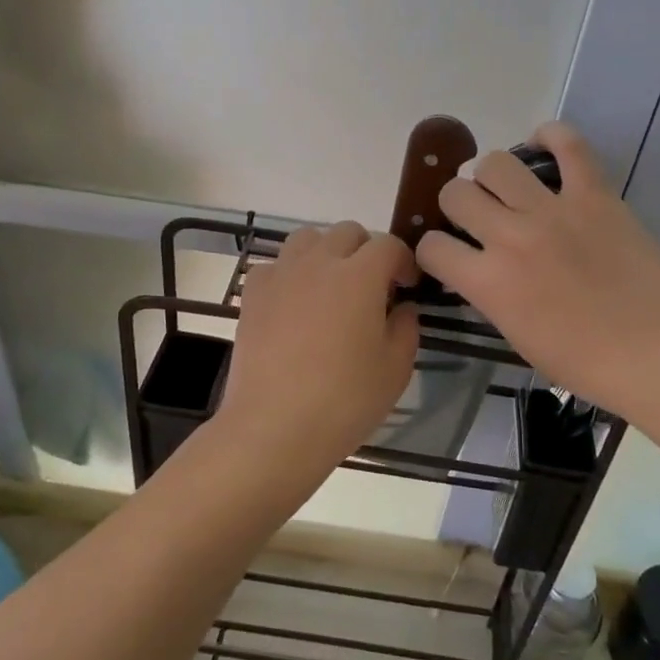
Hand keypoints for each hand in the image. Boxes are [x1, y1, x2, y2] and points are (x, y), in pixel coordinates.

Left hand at [216, 222, 420, 483]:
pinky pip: (276, 264)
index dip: (403, 261)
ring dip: (327, 253)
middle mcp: (319, 262)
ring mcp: (282, 274)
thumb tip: (402, 307)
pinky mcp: (253, 293)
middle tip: (372, 288)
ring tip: (332, 288)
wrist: (273, 427)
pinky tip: (295, 304)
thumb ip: (406, 328)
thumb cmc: (344, 400)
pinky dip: (290, 273)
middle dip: (366, 251)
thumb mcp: (396, 369)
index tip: (407, 287)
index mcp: (360, 275)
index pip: (388, 245)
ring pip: (308, 238)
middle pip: (348, 232)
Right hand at [414, 122, 659, 422]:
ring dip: (491, 176)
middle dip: (458, 205)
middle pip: (455, 193)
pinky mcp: (594, 195)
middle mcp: (510, 237)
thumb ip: (489, 293)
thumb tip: (479, 267)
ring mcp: (552, 211)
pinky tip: (543, 145)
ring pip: (496, 163)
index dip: (433, 250)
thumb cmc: (583, 362)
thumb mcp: (515, 335)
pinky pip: (568, 144)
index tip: (449, 255)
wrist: (653, 355)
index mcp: (488, 283)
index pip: (431, 246)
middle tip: (479, 217)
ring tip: (507, 189)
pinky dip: (551, 137)